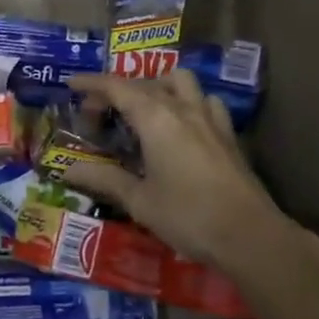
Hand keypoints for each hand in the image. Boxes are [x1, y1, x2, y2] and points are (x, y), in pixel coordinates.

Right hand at [63, 70, 293, 270]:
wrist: (250, 235)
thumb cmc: (188, 216)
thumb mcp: (139, 201)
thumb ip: (103, 180)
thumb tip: (67, 170)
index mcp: (156, 118)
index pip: (117, 87)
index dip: (92, 83)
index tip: (71, 83)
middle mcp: (182, 108)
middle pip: (145, 83)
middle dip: (117, 90)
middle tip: (99, 113)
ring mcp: (209, 119)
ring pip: (181, 82)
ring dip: (157, 85)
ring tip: (143, 107)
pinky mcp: (228, 135)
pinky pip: (205, 102)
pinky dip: (187, 102)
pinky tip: (183, 124)